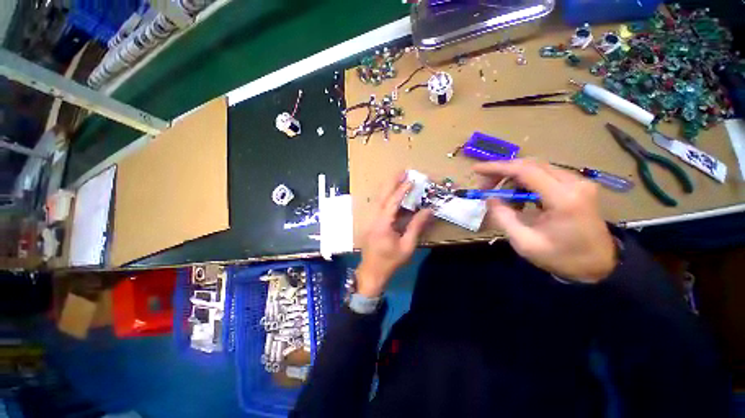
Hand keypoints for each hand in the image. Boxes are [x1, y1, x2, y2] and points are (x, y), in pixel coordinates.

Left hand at [356, 173, 431, 296]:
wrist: (371, 272)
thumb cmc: (390, 261)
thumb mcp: (407, 246)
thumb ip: (416, 227)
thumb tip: (428, 211)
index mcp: (383, 224)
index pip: (393, 202)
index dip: (402, 190)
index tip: (411, 180)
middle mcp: (374, 218)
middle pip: (382, 195)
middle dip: (392, 182)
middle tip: (402, 171)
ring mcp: (370, 219)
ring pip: (378, 199)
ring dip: (388, 187)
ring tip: (398, 178)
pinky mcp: (370, 222)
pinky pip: (378, 205)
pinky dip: (385, 197)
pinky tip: (391, 193)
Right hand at [474, 159, 616, 282]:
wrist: (599, 265)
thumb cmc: (562, 258)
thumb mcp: (524, 242)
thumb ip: (503, 217)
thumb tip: (490, 198)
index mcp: (563, 198)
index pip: (525, 171)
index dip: (497, 167)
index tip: (476, 170)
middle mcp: (574, 183)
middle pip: (530, 165)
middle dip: (502, 172)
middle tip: (485, 186)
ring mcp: (578, 182)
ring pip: (536, 168)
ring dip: (513, 177)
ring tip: (500, 195)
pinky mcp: (577, 186)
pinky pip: (544, 175)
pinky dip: (525, 182)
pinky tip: (518, 197)